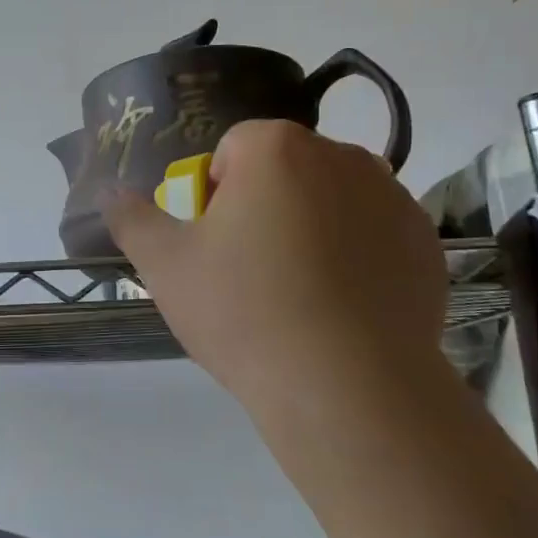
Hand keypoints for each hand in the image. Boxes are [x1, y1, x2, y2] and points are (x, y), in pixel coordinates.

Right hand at [105, 120, 446, 427]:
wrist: (348, 389)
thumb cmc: (244, 312)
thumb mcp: (165, 266)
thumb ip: (132, 218)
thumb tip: (110, 193)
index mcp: (277, 148)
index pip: (232, 149)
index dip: (214, 194)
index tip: (214, 245)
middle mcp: (342, 156)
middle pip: (285, 170)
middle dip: (264, 206)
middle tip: (250, 272)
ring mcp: (393, 198)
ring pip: (332, 201)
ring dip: (311, 228)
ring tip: (300, 295)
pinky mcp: (427, 244)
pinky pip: (375, 235)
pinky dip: (357, 257)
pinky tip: (343, 309)